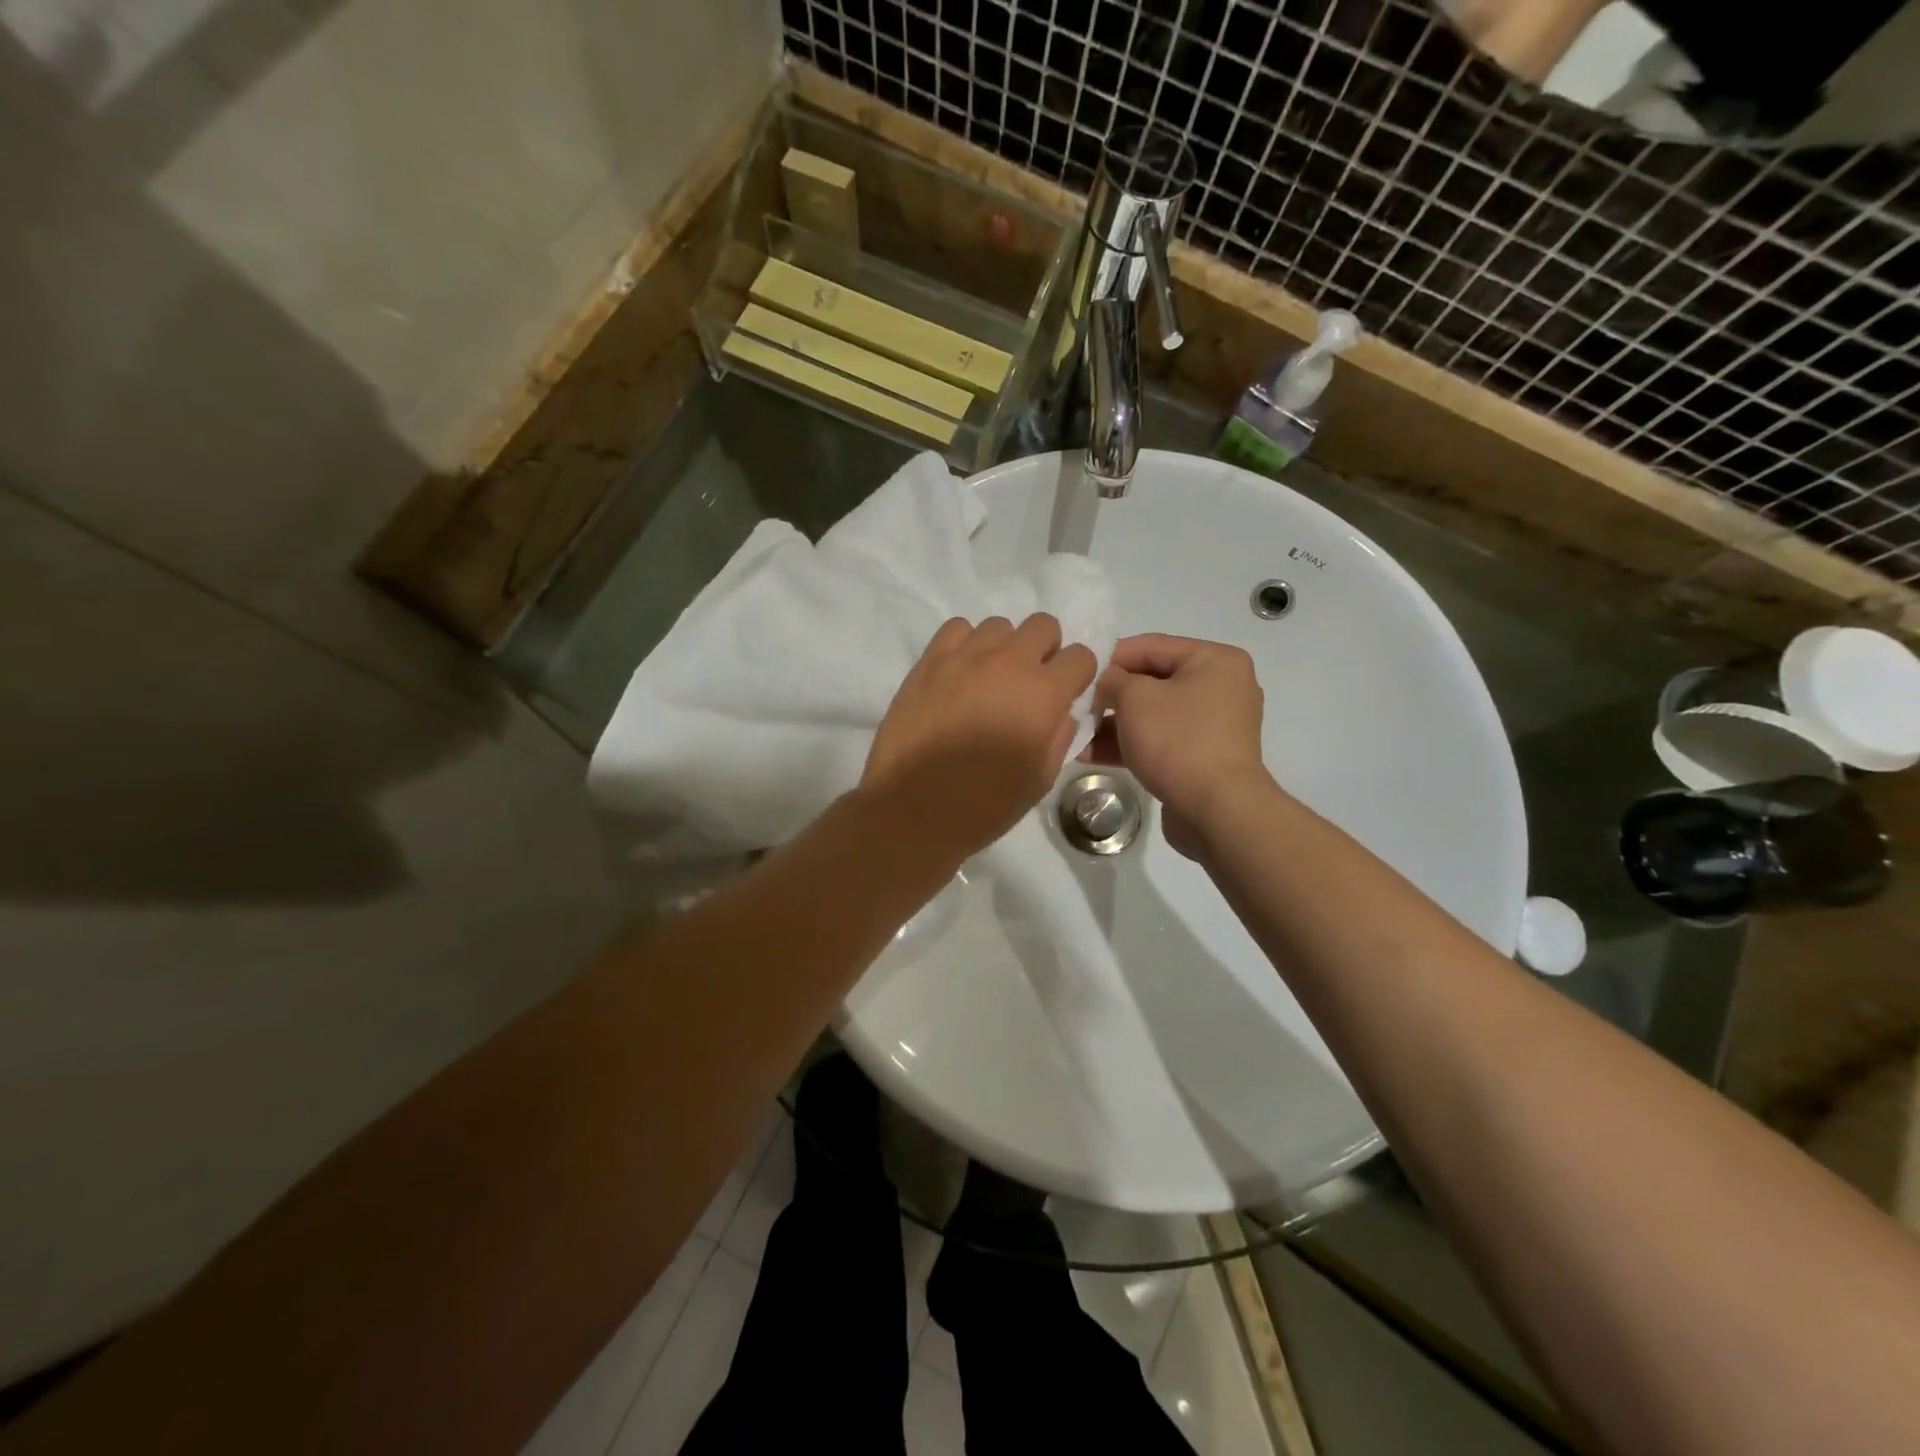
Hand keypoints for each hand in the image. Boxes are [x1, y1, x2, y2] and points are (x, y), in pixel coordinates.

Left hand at [863, 614, 1097, 864]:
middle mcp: (1008, 663)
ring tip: (990, 680)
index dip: (1077, 676)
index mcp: (1043, 694)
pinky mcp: (929, 661)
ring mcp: (965, 657)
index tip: (1064, 695)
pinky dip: (966, 644)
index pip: (1081, 656)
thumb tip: (1060, 712)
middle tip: (1029, 684)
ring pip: (1000, 625)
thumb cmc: (983, 805)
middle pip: (1044, 625)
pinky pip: (957, 629)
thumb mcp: (1039, 780)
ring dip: (1005, 648)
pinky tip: (960, 673)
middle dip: (1045, 650)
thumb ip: (1059, 737)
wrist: (913, 810)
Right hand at [1085, 634, 1266, 858]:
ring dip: (1112, 724)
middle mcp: (1220, 687)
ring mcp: (1212, 726)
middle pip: (1151, 681)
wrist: (1217, 811)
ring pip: (1152, 715)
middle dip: (1109, 696)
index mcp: (1214, 660)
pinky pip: (1159, 741)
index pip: (1150, 645)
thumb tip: (1104, 682)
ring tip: (1075, 735)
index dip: (1109, 657)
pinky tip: (1090, 756)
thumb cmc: (1178, 740)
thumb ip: (1112, 679)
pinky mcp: (1202, 758)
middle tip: (1074, 706)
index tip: (1076, 672)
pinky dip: (1129, 745)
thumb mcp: (1135, 698)